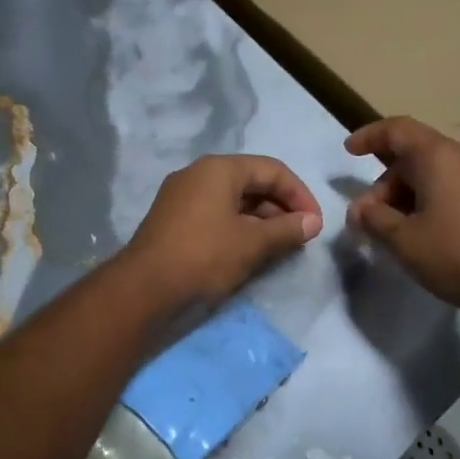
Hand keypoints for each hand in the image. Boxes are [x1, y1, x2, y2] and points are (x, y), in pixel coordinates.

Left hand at [123, 154, 323, 310]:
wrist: (144, 289)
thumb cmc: (204, 256)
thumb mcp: (253, 243)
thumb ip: (287, 229)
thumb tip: (313, 222)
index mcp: (219, 168)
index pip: (272, 170)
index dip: (300, 195)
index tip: (315, 224)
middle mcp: (198, 174)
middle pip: (252, 182)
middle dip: (280, 208)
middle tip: (299, 237)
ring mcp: (181, 196)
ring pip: (233, 200)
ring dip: (261, 220)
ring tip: (279, 247)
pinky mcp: (172, 220)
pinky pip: (215, 214)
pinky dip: (238, 228)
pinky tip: (249, 251)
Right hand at [345, 117, 459, 310]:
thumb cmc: (454, 253)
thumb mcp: (403, 240)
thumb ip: (374, 218)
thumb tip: (360, 209)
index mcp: (438, 157)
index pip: (397, 130)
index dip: (370, 136)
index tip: (349, 151)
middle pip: (414, 156)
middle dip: (385, 183)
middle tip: (368, 218)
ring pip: (435, 173)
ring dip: (407, 194)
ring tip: (393, 229)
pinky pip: (455, 185)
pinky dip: (431, 199)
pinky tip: (423, 229)